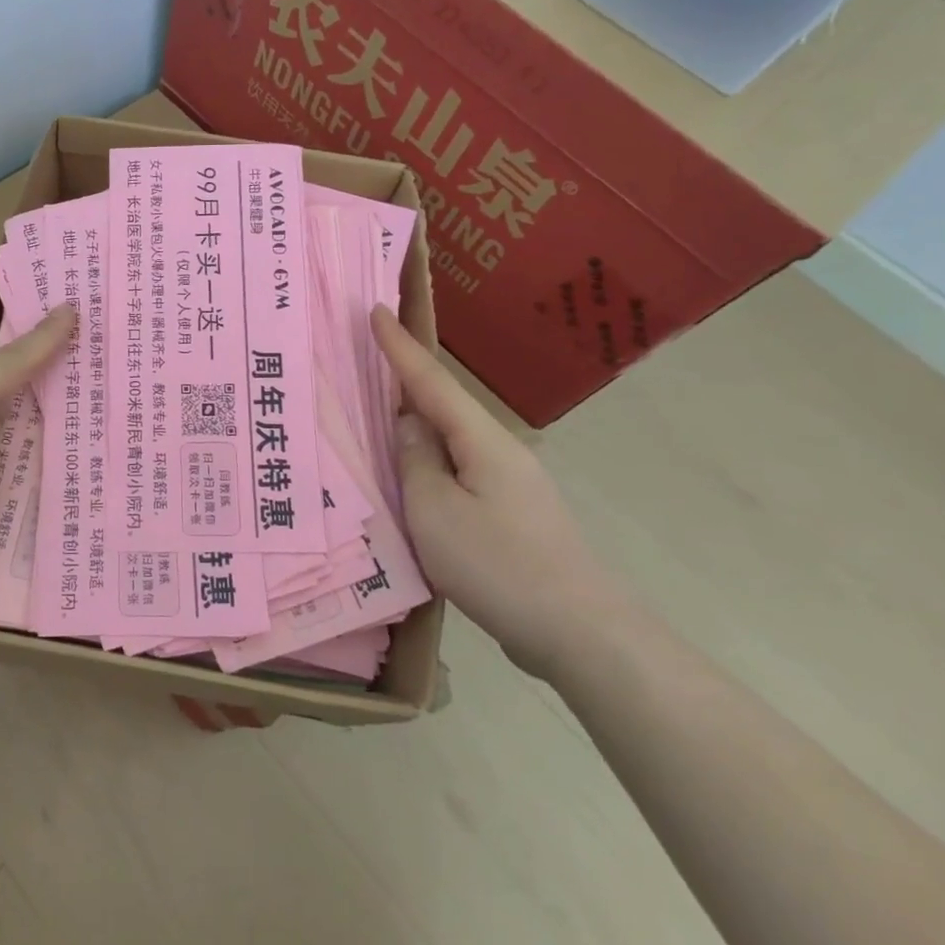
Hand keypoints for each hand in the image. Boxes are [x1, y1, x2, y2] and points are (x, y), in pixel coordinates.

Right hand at [370, 306, 631, 679]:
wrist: (581, 633)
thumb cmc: (499, 565)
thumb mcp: (435, 512)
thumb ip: (415, 463)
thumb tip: (409, 427)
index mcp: (481, 441)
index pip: (430, 382)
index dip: (399, 347)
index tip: (374, 310)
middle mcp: (499, 452)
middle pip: (442, 408)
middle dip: (404, 385)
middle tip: (364, 365)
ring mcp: (509, 486)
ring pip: (450, 446)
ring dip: (415, 432)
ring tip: (376, 426)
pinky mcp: (511, 518)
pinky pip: (458, 477)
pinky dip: (429, 469)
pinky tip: (412, 486)